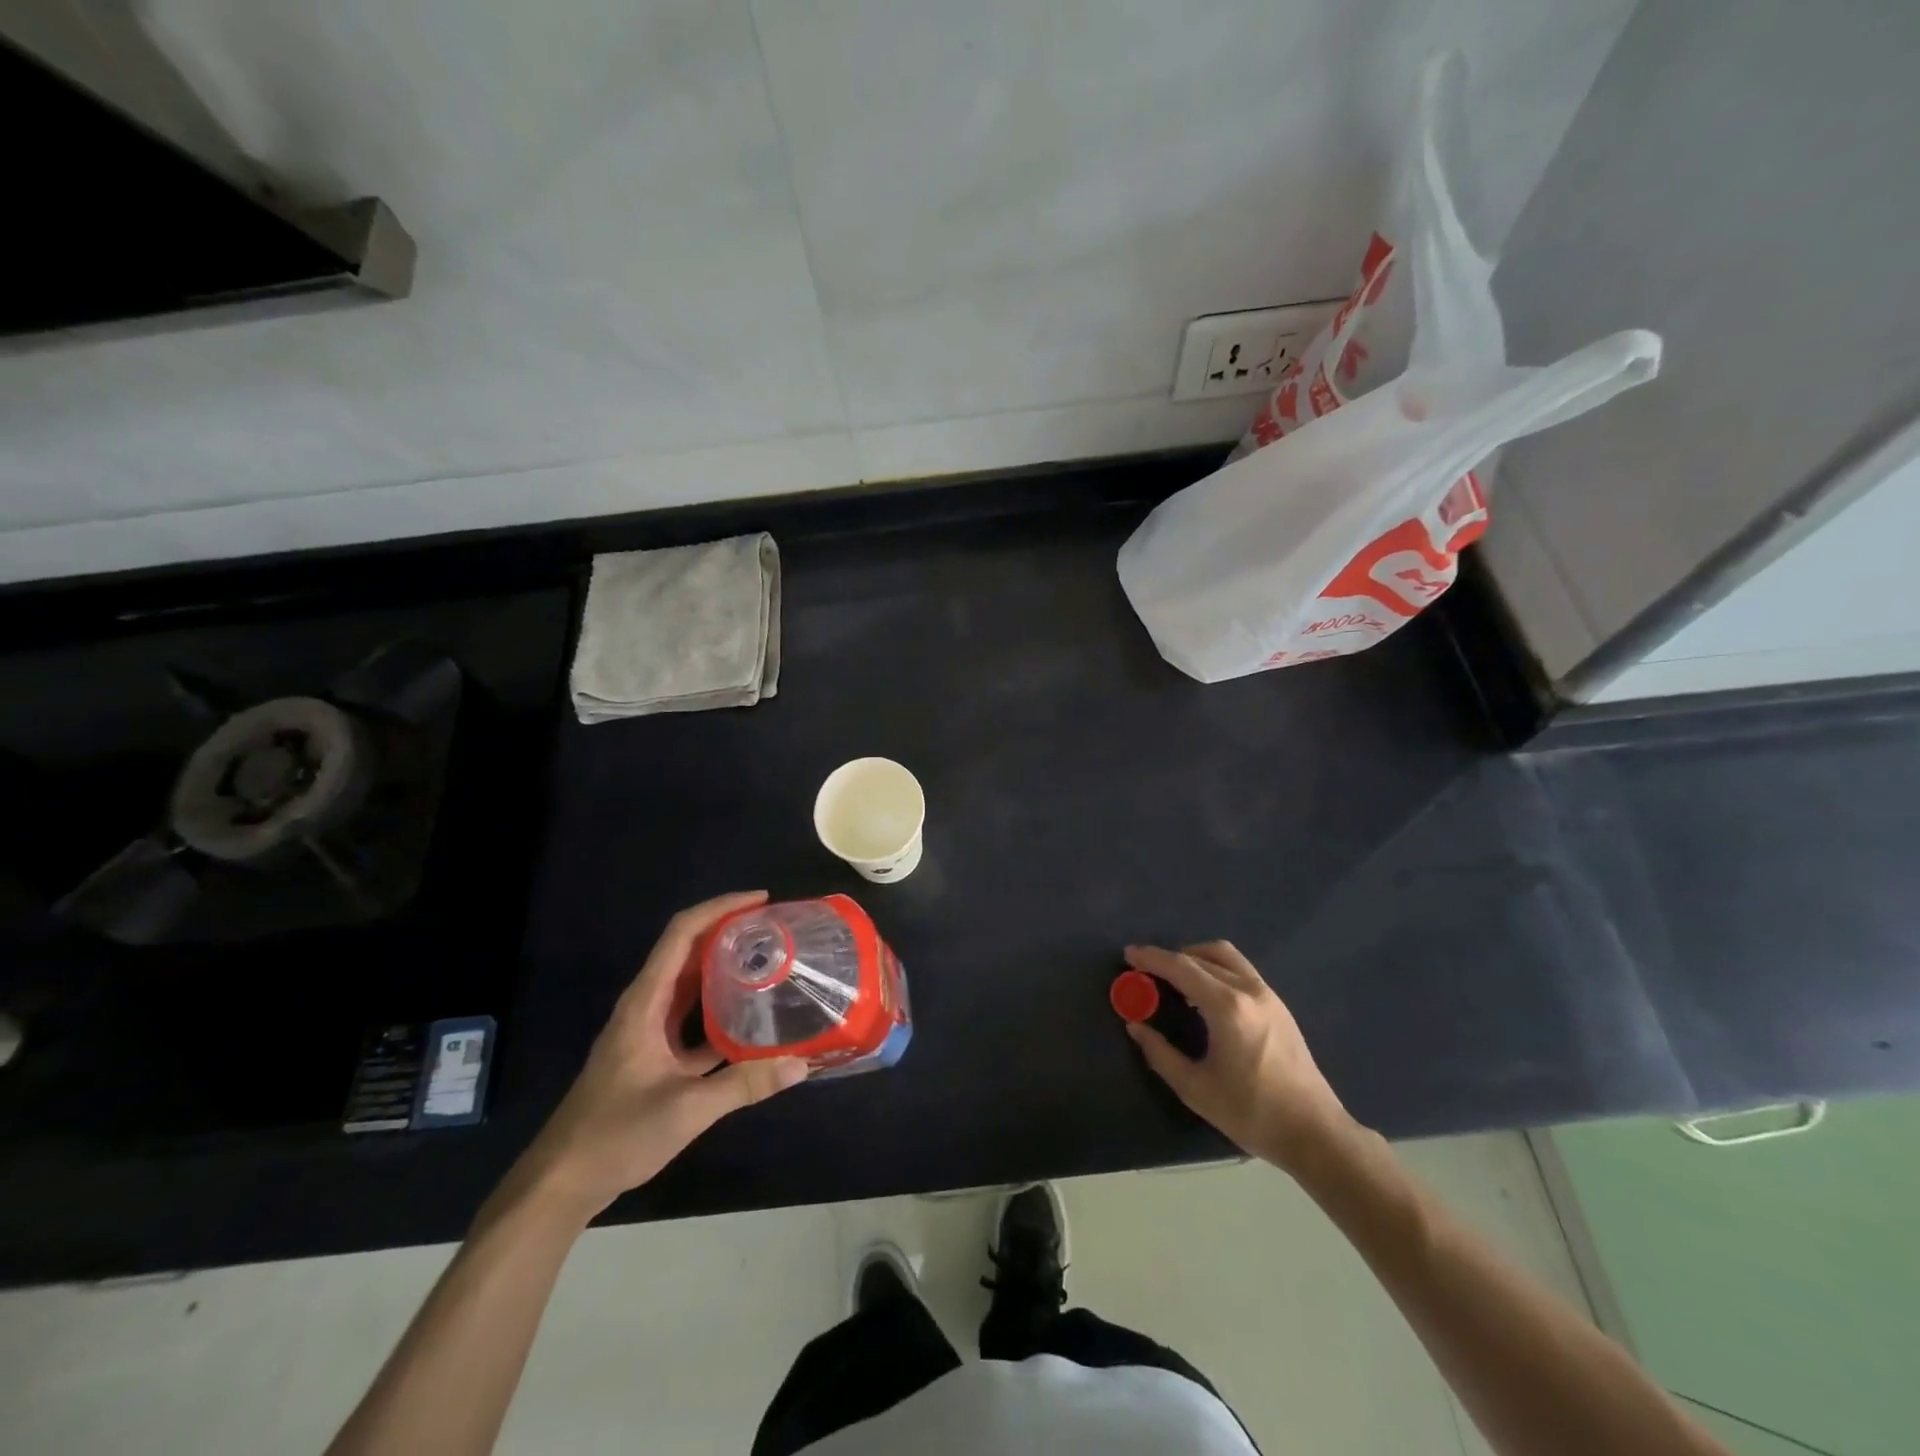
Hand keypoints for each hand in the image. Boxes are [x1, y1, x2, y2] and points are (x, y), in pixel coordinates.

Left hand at [507, 892, 807, 1221]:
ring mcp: (647, 1031)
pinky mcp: (652, 1056)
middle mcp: (646, 1006)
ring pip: (690, 985)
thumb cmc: (615, 1135)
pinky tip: (751, 1020)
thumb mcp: (686, 1109)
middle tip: (775, 929)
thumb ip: (744, 1084)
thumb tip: (801, 1063)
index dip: (720, 908)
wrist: (561, 1183)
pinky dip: (720, 1010)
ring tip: (769, 962)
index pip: (682, 934)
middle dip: (729, 932)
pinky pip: (690, 1018)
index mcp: (646, 1002)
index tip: (761, 900)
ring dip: (725, 968)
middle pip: (688, 951)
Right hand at [1123, 941, 1350, 1171]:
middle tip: (1146, 971)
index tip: (1128, 955)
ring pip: (1225, 956)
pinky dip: (1215, 968)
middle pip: (1201, 956)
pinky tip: (1204, 994)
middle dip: (1169, 958)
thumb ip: (1160, 1053)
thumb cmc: (1252, 1112)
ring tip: (1174, 978)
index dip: (1151, 958)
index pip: (1181, 967)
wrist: (1315, 1132)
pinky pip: (1239, 970)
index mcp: (1227, 1007)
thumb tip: (1135, 1026)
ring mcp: (1268, 995)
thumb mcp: (1196, 1089)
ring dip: (1195, 958)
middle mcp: (1248, 990)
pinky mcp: (1278, 1005)